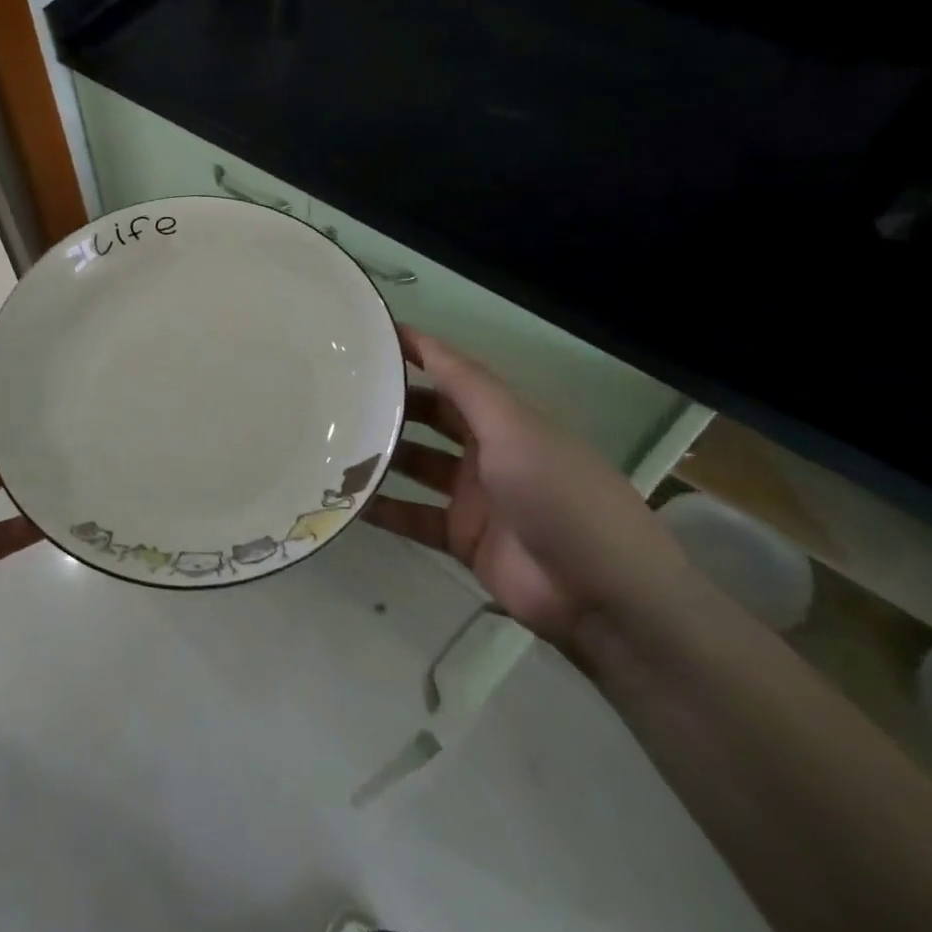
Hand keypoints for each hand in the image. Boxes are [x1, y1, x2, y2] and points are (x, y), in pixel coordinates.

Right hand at [363, 326, 693, 653]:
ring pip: (416, 466)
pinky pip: (412, 516)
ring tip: (329, 441)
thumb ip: (466, 386)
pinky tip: (343, 501)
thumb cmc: (560, 496)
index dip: (418, 352)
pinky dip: (382, 509)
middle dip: (392, 404)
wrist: (602, 596)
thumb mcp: (515, 428)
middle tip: (338, 392)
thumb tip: (421, 338)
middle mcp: (489, 451)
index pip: (455, 374)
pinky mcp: (462, 539)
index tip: (370, 334)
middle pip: (431, 418)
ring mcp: (475, 497)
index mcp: (508, 419)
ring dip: (381, 455)